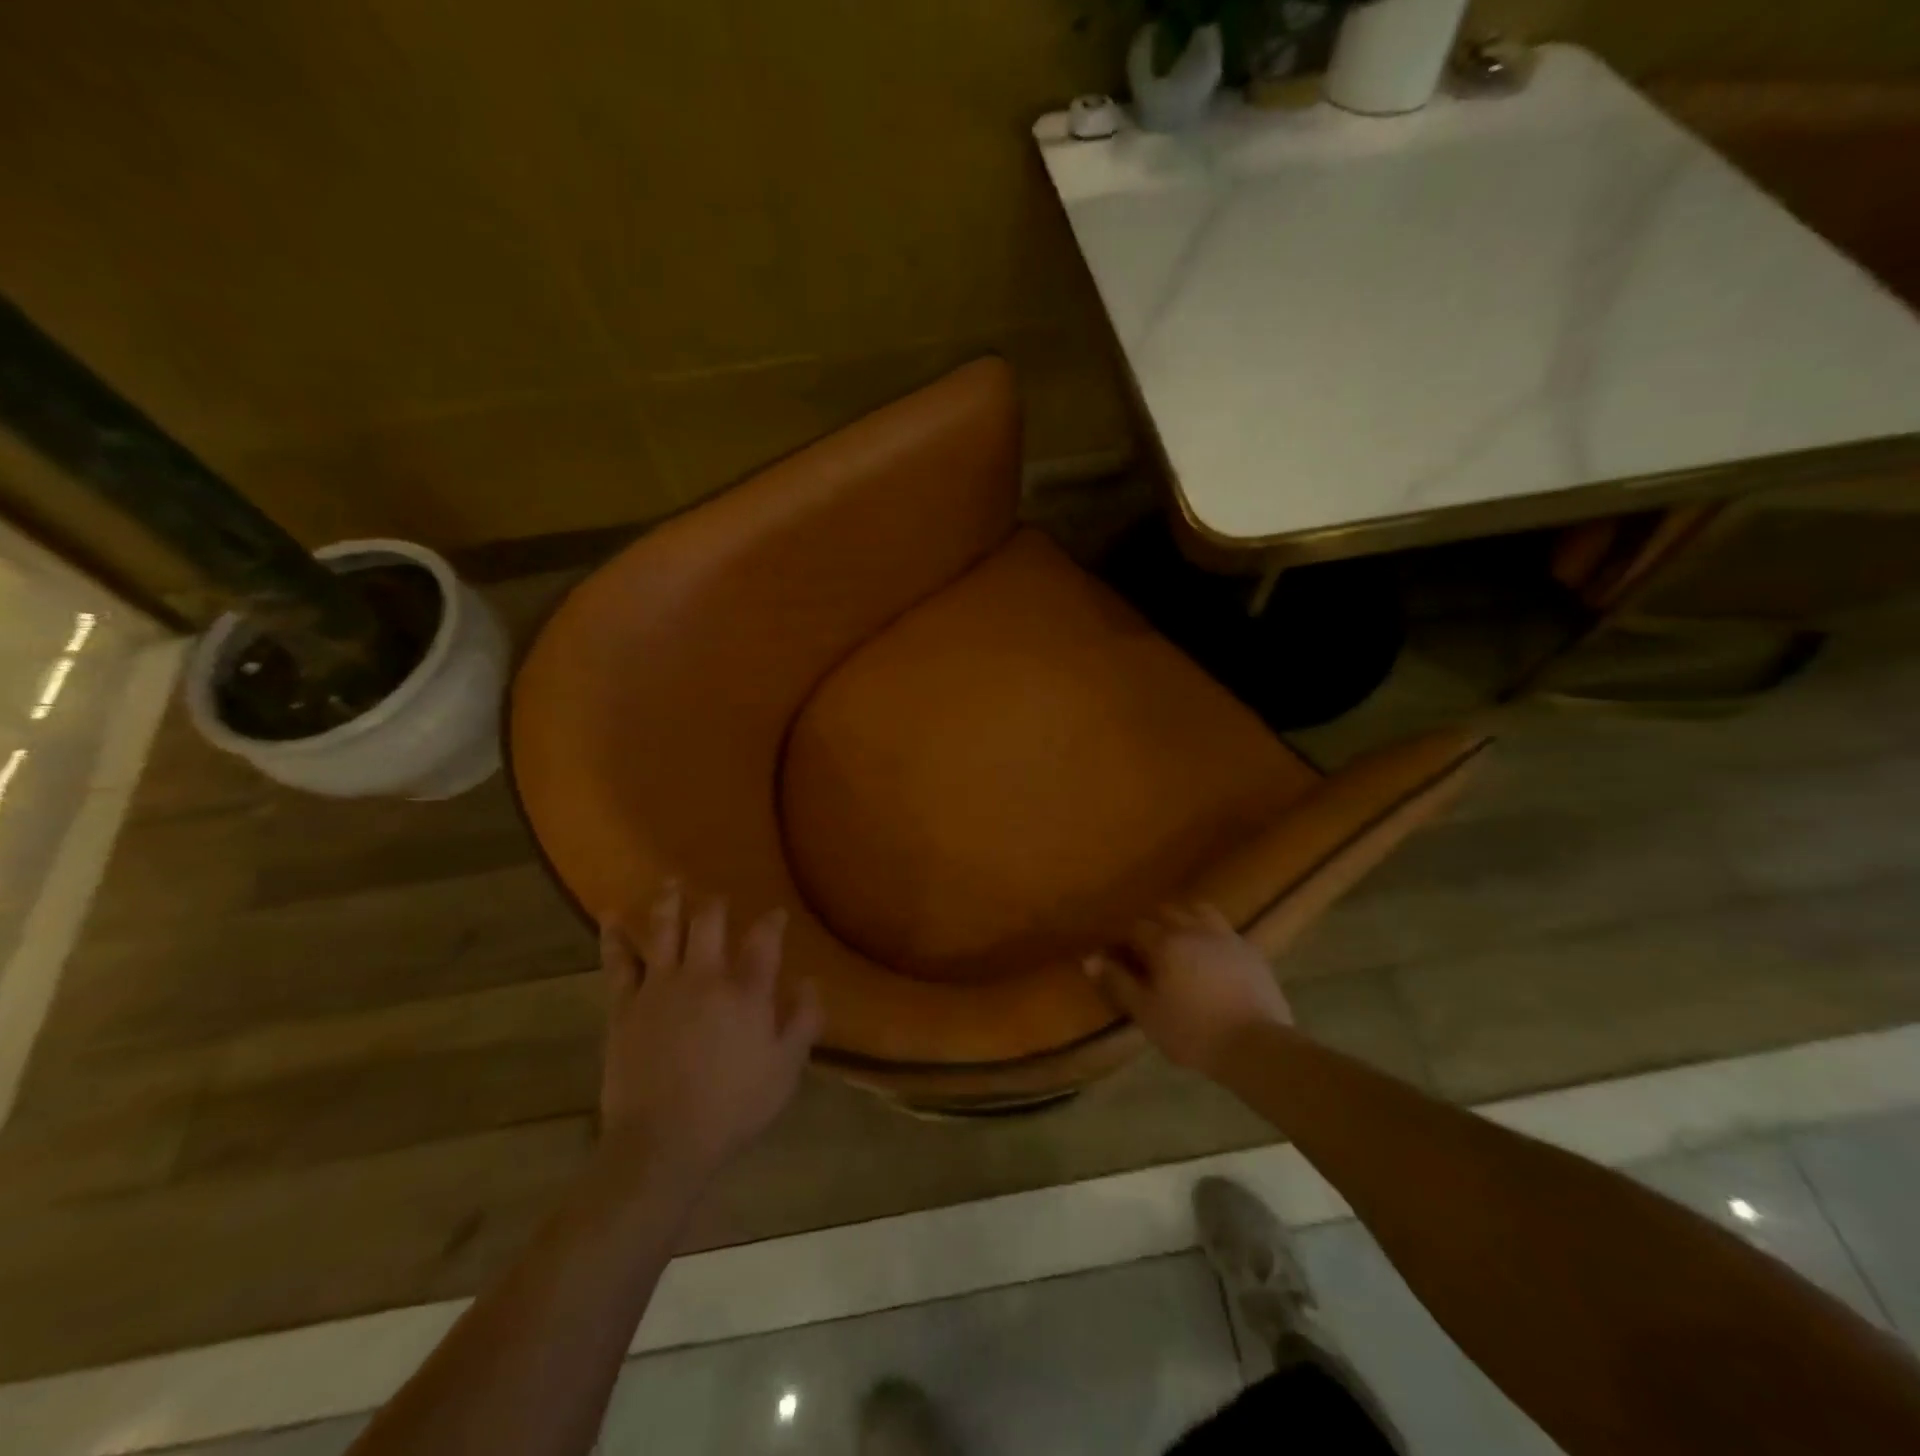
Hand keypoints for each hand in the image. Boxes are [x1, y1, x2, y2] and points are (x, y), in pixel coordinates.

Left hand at [599, 881, 820, 1179]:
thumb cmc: (733, 1108)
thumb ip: (803, 1020)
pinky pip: (618, 962)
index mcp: (746, 991)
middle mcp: (704, 976)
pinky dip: (614, 937)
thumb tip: (809, 981)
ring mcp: (660, 988)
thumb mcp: (786, 1069)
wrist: (662, 1143)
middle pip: (709, 922)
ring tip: (670, 881)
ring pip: (664, 930)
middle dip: (716, 904)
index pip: (764, 940)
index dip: (772, 921)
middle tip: (719, 897)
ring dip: (669, 902)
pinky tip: (609, 916)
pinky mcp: (625, 1006)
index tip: (776, 914)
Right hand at [1084, 902, 1291, 1073]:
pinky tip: (1212, 957)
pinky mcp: (1251, 951)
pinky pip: (1225, 930)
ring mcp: (1226, 937)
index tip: (1120, 957)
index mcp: (1165, 942)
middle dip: (1153, 924)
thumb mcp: (1146, 1012)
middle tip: (1148, 950)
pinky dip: (1212, 935)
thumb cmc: (1192, 1031)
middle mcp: (1194, 929)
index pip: (1136, 928)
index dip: (1124, 940)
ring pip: (1199, 911)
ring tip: (1181, 942)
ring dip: (1185, 919)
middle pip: (1167, 912)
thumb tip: (1089, 959)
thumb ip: (1117, 982)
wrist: (1257, 1046)